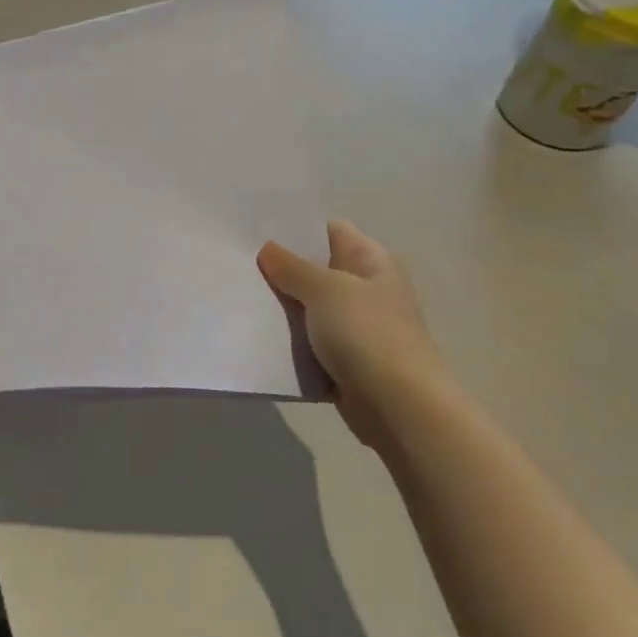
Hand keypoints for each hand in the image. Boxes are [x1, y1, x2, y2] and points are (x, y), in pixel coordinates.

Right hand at [258, 220, 447, 449]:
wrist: (399, 407)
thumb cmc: (367, 334)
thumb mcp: (325, 289)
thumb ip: (293, 267)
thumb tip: (268, 249)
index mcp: (372, 261)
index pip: (329, 231)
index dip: (295, 229)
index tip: (255, 231)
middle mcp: (366, 288)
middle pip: (316, 269)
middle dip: (281, 268)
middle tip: (238, 262)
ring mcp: (356, 326)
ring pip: (309, 307)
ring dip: (282, 307)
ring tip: (240, 294)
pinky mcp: (344, 359)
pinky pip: (309, 341)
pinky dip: (289, 340)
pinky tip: (257, 333)